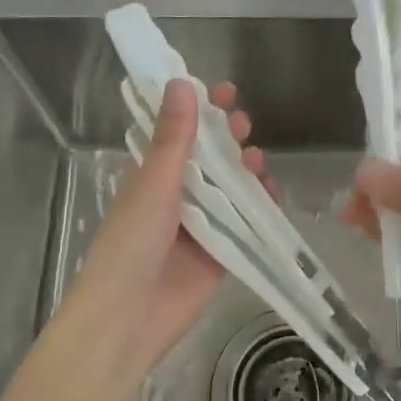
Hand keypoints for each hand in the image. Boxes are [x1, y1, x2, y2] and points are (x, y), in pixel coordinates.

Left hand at [70, 78, 266, 372]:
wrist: (128, 318)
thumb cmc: (131, 244)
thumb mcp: (153, 184)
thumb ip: (173, 138)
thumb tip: (182, 82)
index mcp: (152, 176)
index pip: (179, 132)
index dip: (199, 109)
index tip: (223, 90)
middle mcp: (177, 196)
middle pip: (209, 158)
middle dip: (227, 138)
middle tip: (242, 124)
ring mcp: (201, 225)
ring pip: (231, 188)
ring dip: (245, 170)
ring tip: (257, 159)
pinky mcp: (221, 253)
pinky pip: (246, 223)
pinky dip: (261, 207)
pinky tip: (272, 194)